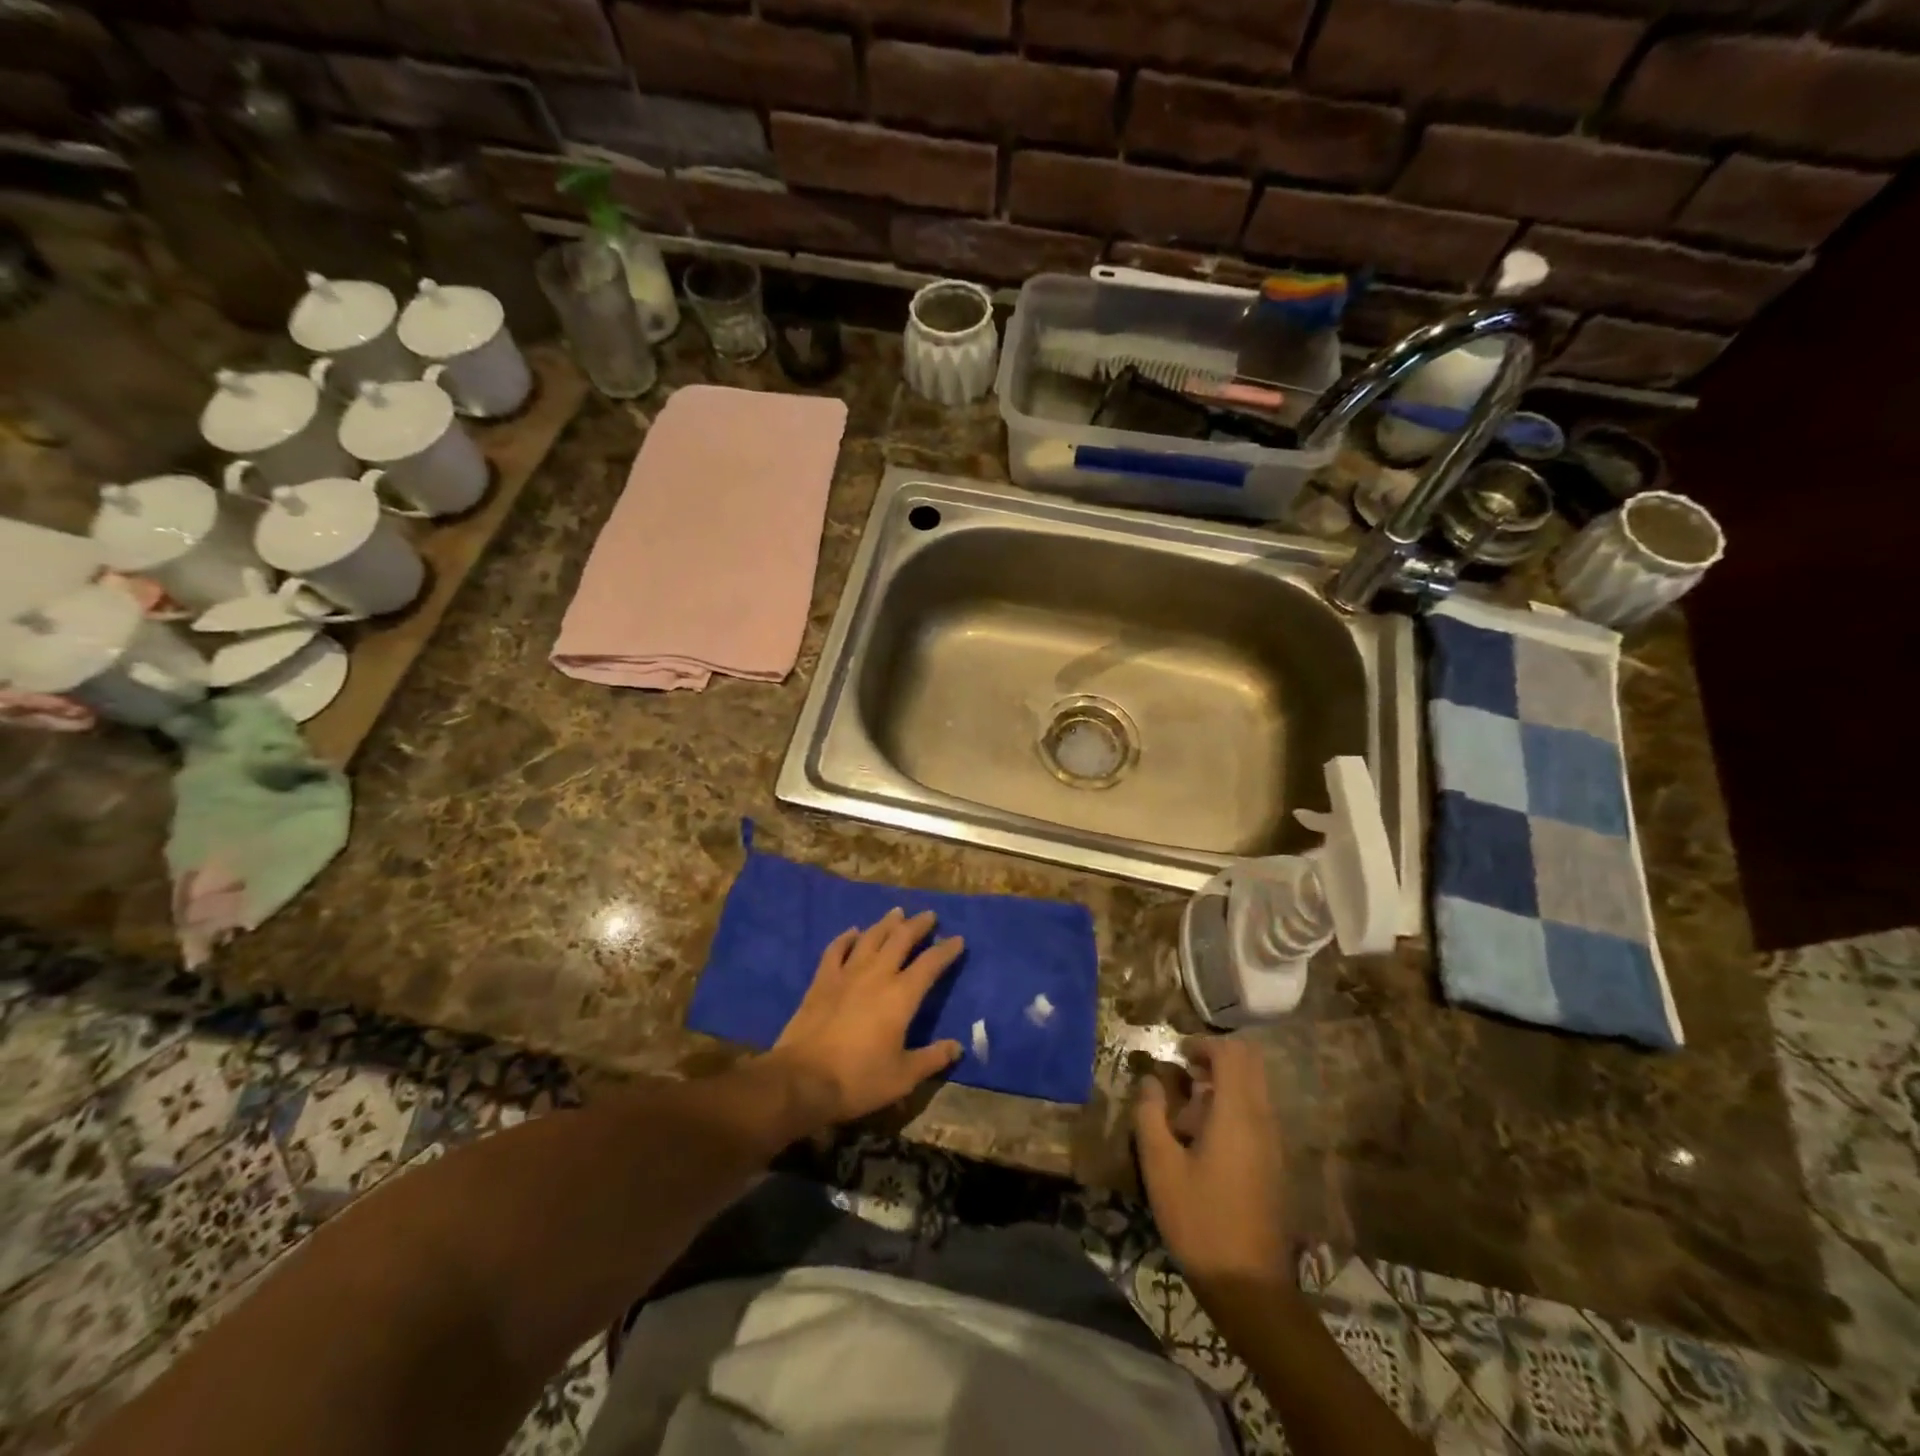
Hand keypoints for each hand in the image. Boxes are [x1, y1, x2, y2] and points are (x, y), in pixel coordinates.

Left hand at [764, 908, 963, 1127]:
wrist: (803, 1079)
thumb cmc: (858, 1079)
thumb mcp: (903, 1077)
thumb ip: (932, 1058)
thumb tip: (958, 1046)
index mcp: (902, 996)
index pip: (930, 964)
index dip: (946, 950)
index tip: (958, 939)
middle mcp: (877, 975)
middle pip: (901, 939)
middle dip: (918, 925)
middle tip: (929, 915)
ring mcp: (847, 974)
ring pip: (870, 938)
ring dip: (886, 923)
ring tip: (897, 912)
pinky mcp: (822, 981)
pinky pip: (836, 949)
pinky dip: (846, 938)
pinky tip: (853, 932)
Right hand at [1134, 1037, 1289, 1299]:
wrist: (1249, 1287)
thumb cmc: (1199, 1221)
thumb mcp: (1160, 1166)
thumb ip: (1151, 1115)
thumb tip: (1151, 1081)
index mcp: (1237, 1113)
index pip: (1232, 1052)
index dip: (1203, 1043)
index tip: (1177, 1053)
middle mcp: (1262, 1119)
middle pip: (1250, 1063)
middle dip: (1217, 1057)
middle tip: (1184, 1073)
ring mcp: (1274, 1142)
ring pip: (1255, 1088)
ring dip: (1225, 1084)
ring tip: (1188, 1111)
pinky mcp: (1275, 1163)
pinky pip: (1257, 1114)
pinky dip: (1233, 1107)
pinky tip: (1205, 1139)